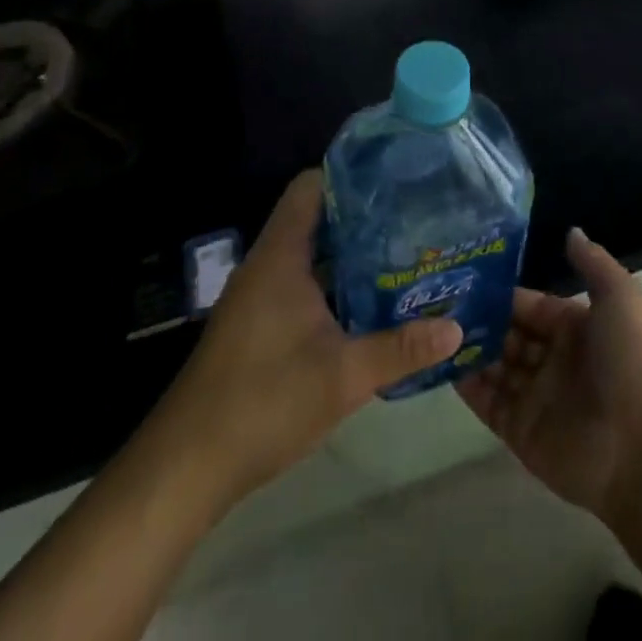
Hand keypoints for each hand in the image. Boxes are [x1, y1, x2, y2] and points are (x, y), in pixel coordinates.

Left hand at [160, 170, 461, 507]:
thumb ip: (400, 349)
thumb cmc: (263, 402)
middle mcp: (268, 265)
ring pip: (312, 256)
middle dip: (363, 216)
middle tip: (414, 218)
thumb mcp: (343, 376)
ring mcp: (261, 296)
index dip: (350, 174)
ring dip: (351, 255)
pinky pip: (303, 285)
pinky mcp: (259, 325)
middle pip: (317, 218)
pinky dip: (335, 286)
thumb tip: (456, 327)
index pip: (311, 186)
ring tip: (404, 254)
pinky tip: (370, 304)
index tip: (395, 177)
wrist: (185, 468)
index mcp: (281, 256)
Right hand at [457, 228, 641, 523]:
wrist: (641, 448)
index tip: (467, 279)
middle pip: (510, 335)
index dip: (505, 295)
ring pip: (496, 366)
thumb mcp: (621, 298)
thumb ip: (593, 264)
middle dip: (481, 321)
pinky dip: (466, 385)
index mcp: (578, 330)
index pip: (533, 307)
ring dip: (470, 349)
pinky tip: (439, 362)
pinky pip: (487, 402)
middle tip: (438, 302)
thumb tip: (571, 230)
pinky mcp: (521, 431)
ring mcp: (537, 397)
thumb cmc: (631, 362)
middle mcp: (556, 361)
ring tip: (431, 327)